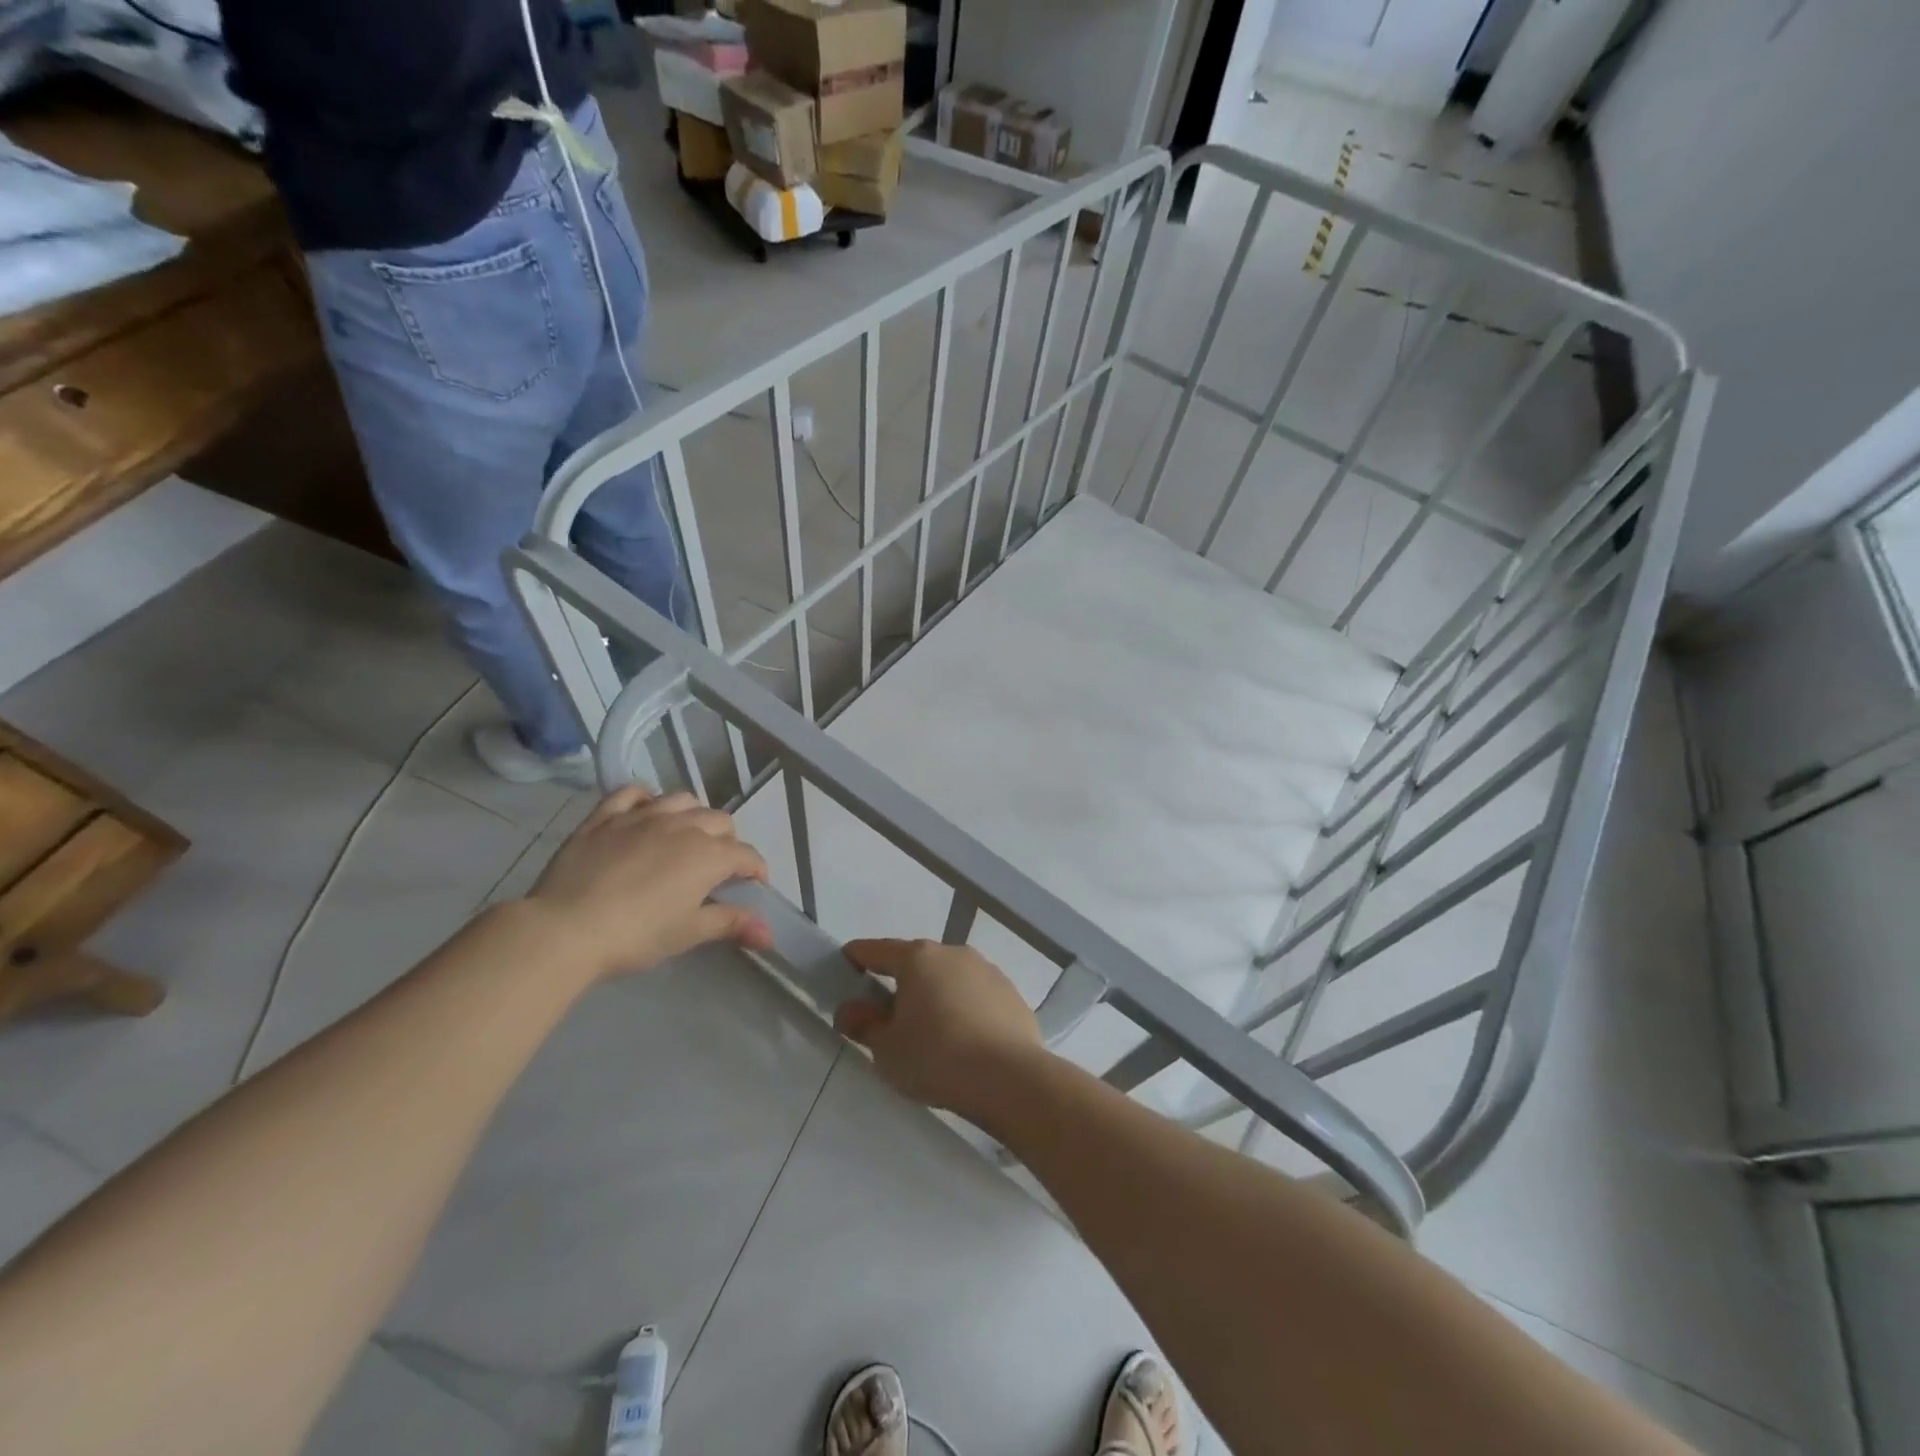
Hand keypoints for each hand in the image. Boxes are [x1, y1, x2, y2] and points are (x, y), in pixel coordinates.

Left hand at [526, 787, 771, 980]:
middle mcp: (683, 825)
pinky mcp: (606, 815)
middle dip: (727, 842)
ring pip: (683, 800)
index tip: (753, 887)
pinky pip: (633, 792)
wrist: (565, 928)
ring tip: (685, 838)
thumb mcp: (688, 933)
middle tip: (716, 869)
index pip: (747, 855)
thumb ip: (732, 924)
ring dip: (693, 816)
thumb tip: (770, 933)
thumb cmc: (635, 935)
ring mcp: (643, 815)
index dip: (756, 871)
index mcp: (709, 855)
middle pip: (720, 822)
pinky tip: (645, 812)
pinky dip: (646, 798)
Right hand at [834, 939, 1045, 1119]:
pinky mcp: (1011, 994)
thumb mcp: (886, 1050)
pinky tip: (964, 1042)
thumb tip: (850, 1010)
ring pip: (950, 978)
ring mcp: (987, 971)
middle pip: (917, 962)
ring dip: (936, 995)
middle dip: (900, 982)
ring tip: (930, 1033)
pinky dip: (964, 1010)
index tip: (845, 965)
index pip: (878, 950)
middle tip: (887, 1015)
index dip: (857, 957)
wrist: (1010, 1078)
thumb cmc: (936, 1058)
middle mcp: (954, 953)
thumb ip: (864, 1025)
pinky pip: (976, 997)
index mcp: (918, 959)